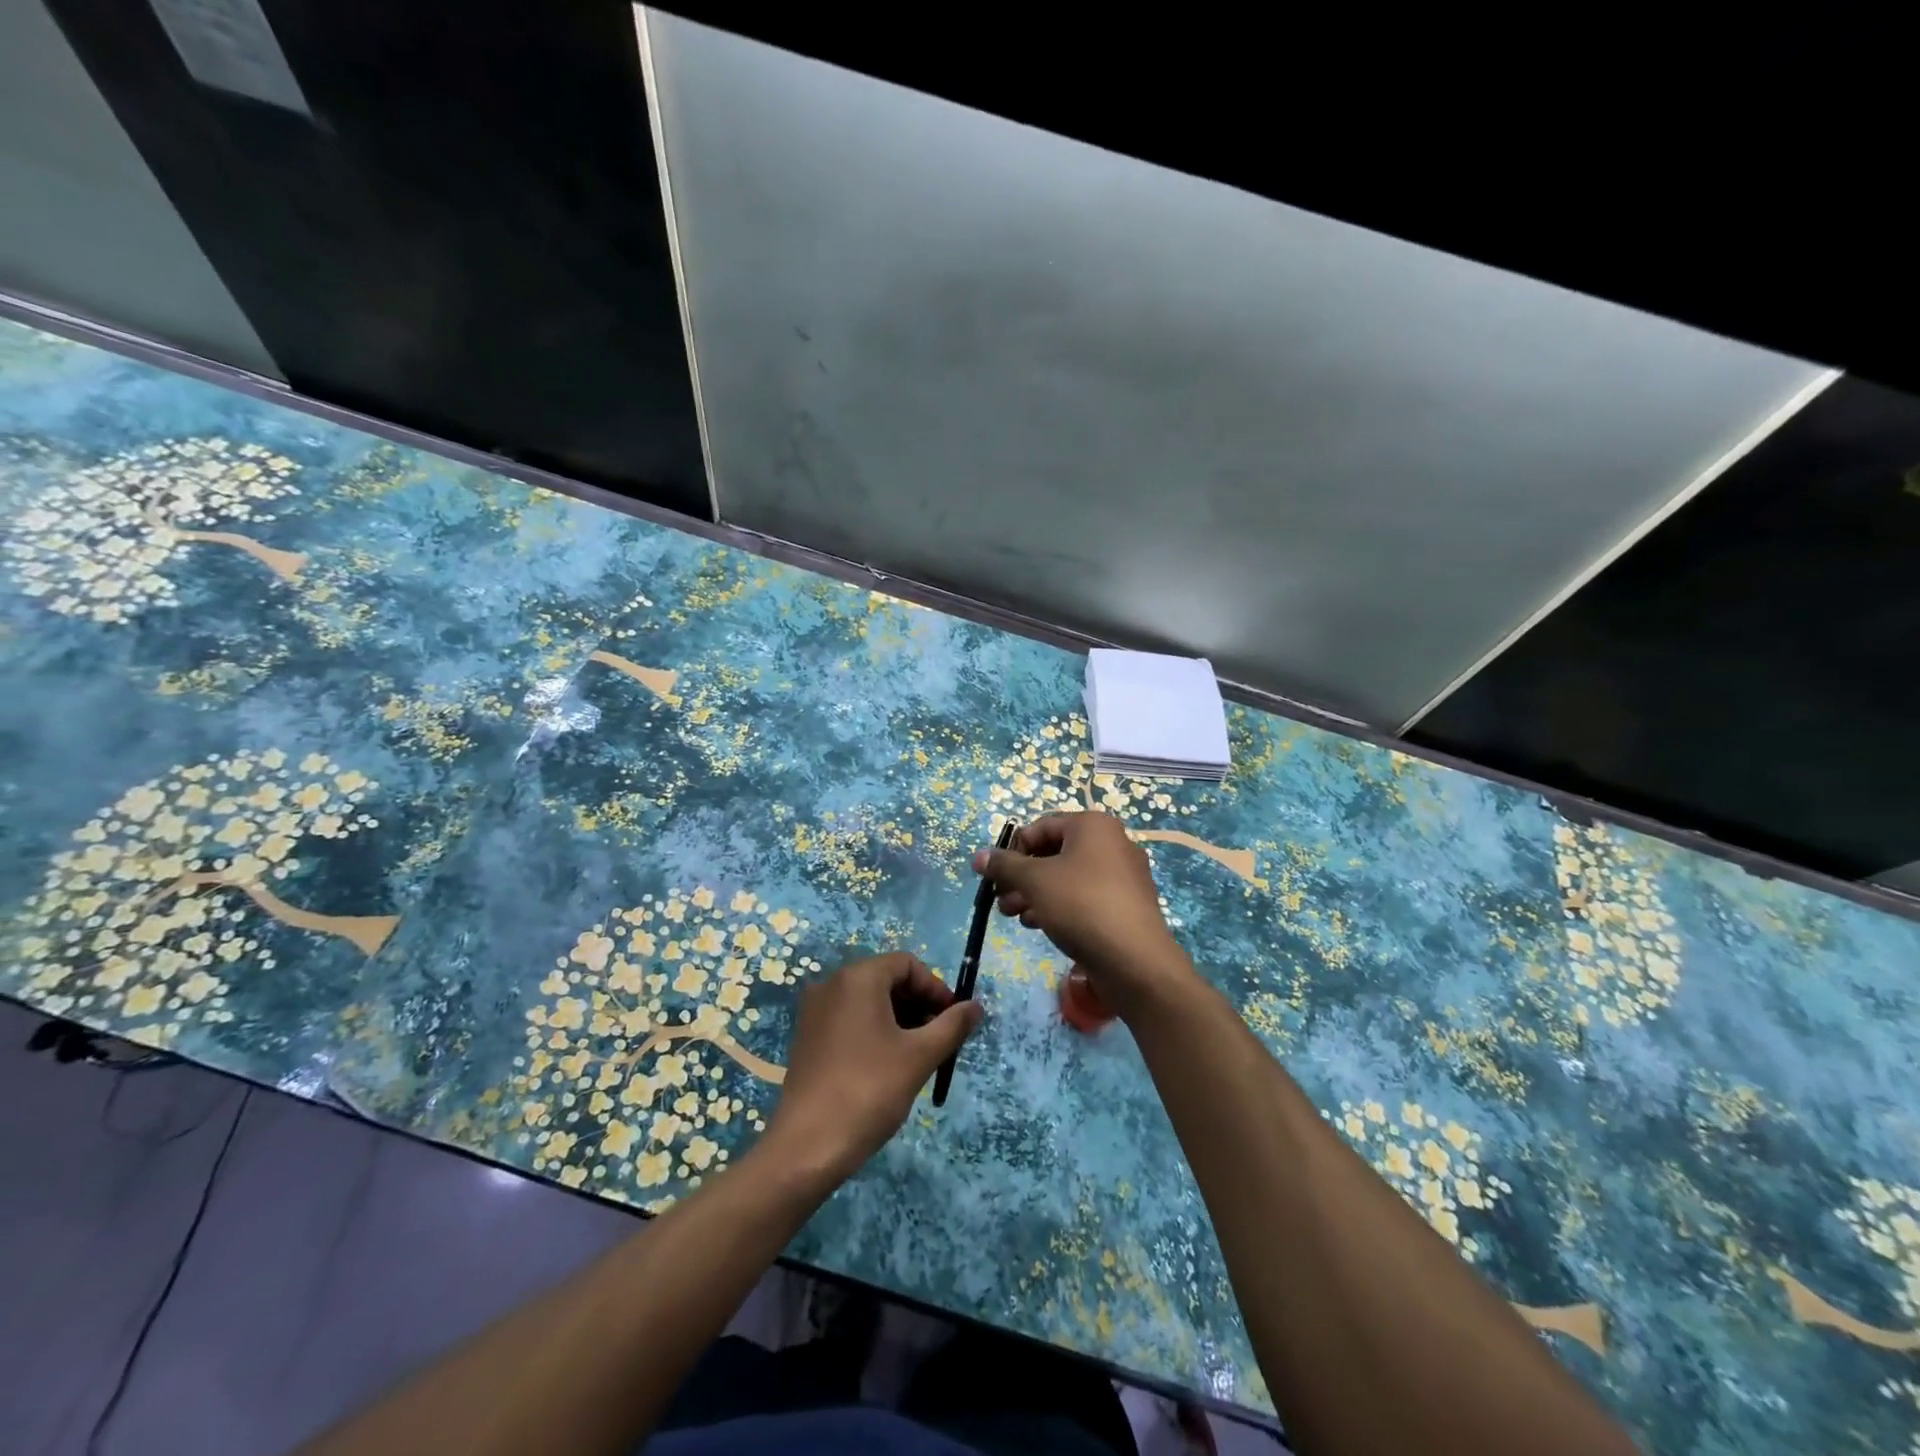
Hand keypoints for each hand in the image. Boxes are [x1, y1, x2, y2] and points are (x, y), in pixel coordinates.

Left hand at [764, 952, 982, 1183]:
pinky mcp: (808, 1038)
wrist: (807, 1146)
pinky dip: (875, 1031)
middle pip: (887, 979)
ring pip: (869, 1001)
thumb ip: (952, 1026)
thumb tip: (976, 1007)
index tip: (953, 1020)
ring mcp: (815, 1011)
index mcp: (858, 978)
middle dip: (919, 1004)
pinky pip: (850, 1020)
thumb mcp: (919, 1056)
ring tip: (919, 1056)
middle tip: (940, 1040)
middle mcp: (832, 984)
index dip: (935, 988)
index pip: (907, 964)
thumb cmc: (869, 1090)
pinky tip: (888, 1065)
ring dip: (900, 1019)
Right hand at [975, 812, 1197, 1020]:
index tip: (994, 876)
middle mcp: (1111, 843)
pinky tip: (1039, 925)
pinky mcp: (1124, 905)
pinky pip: (1084, 896)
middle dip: (1021, 876)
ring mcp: (1122, 875)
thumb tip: (979, 856)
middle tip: (999, 900)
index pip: (1041, 826)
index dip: (1012, 849)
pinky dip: (1058, 905)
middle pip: (1053, 852)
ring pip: (1067, 877)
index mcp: (1093, 826)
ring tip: (1013, 916)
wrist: (1135, 961)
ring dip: (1034, 893)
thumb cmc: (1081, 905)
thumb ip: (1004, 866)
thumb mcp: (1034, 881)